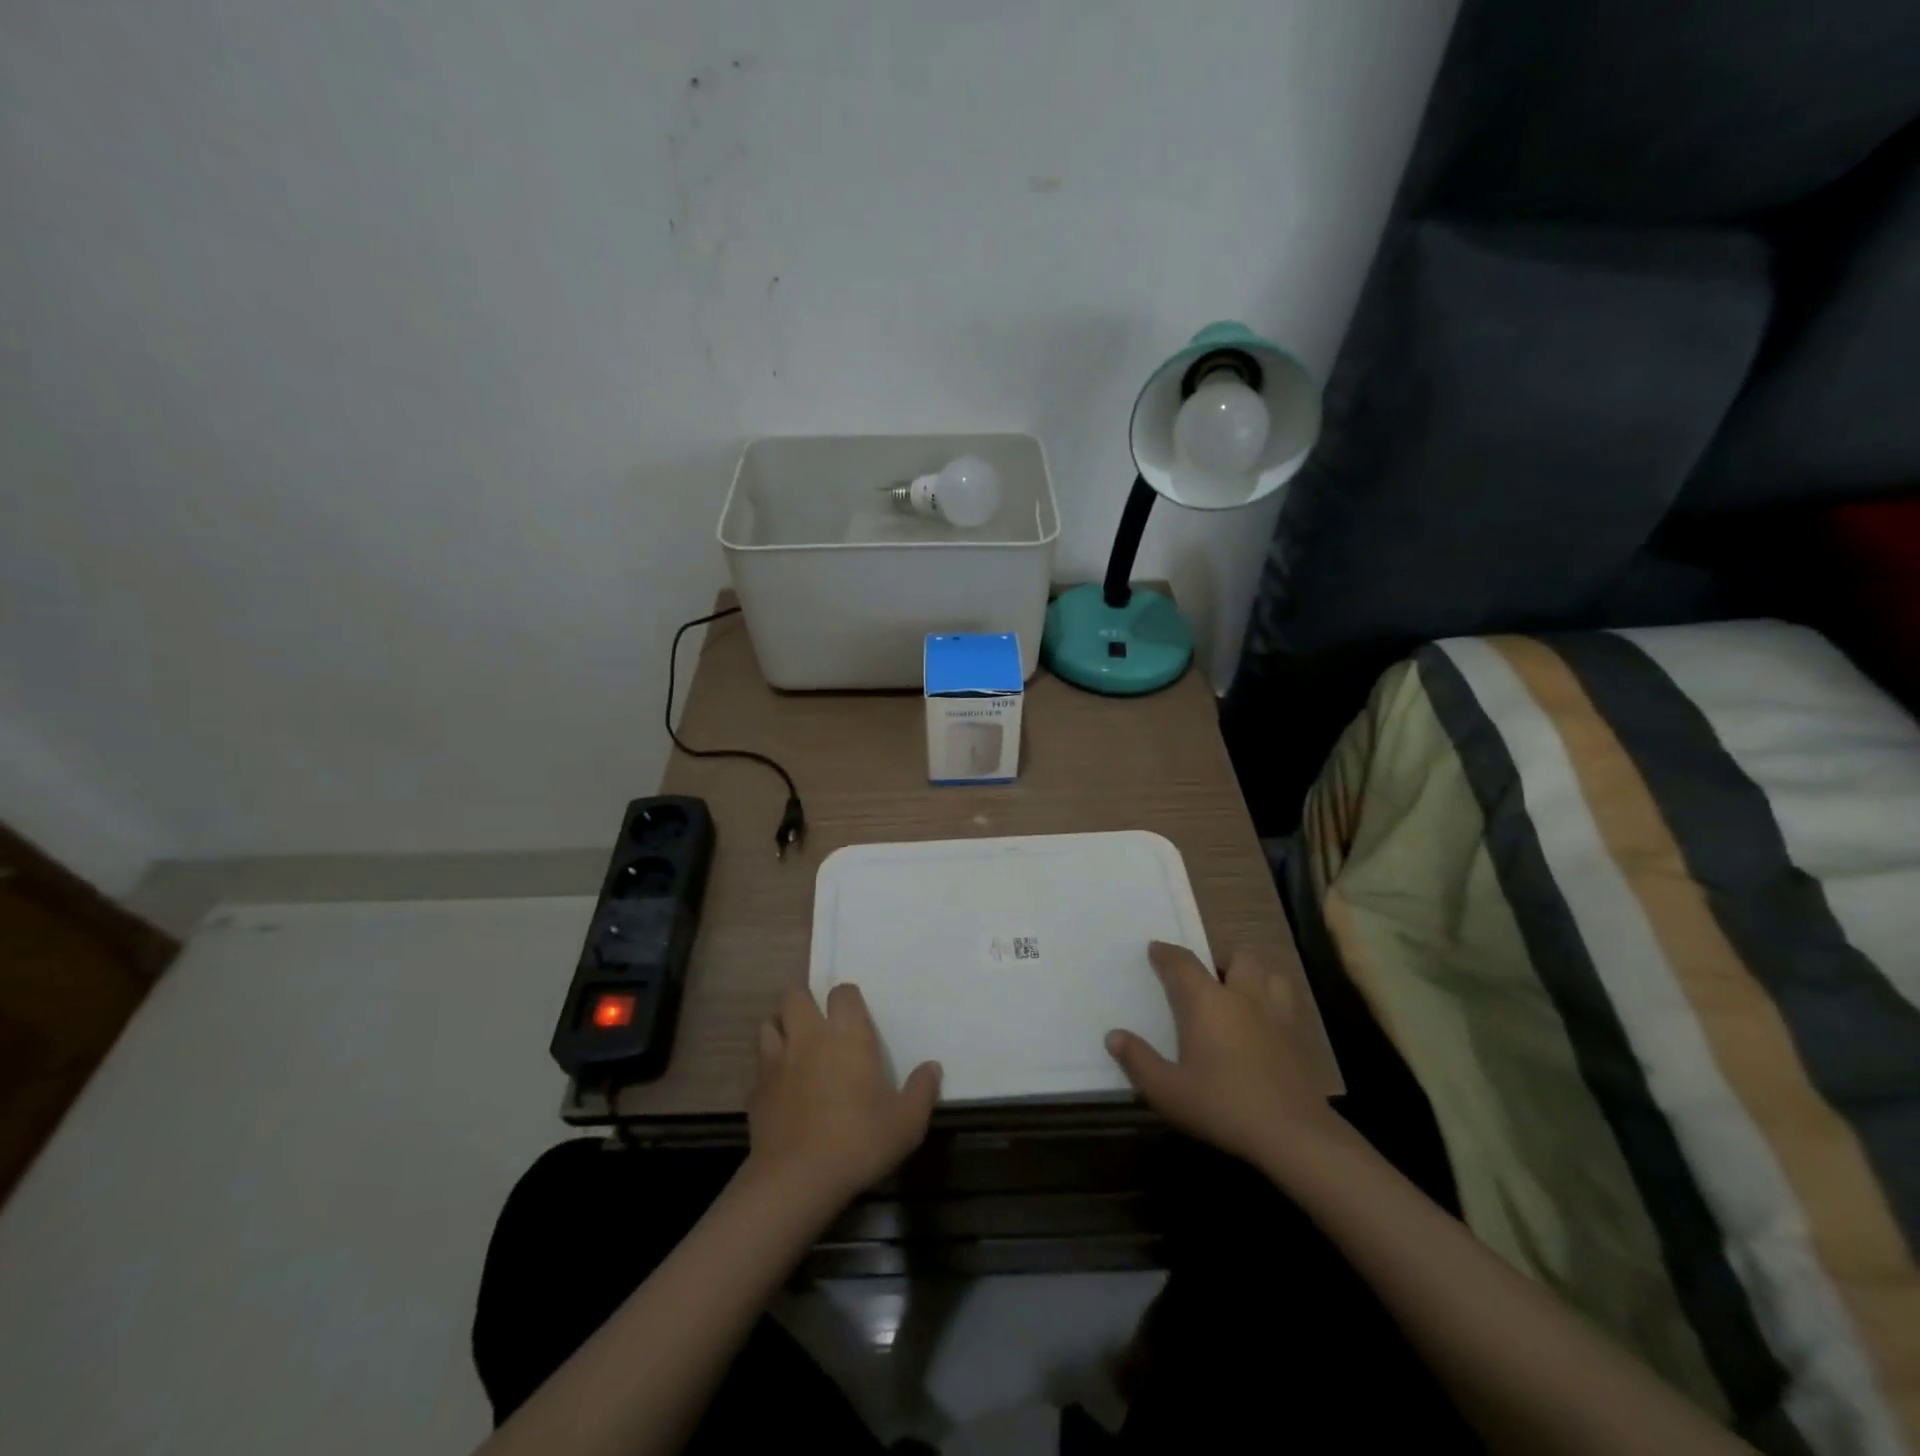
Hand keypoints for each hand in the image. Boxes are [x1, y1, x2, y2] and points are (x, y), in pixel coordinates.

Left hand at [747, 984, 940, 1206]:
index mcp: (847, 1034)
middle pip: (796, 995)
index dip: (848, 999)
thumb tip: (933, 1067)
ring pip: (770, 1024)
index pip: (843, 992)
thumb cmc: (858, 1141)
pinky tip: (781, 1086)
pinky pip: (760, 1063)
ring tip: (796, 1048)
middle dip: (806, 1003)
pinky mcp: (756, 1088)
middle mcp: (809, 1036)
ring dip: (782, 1029)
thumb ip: (922, 1090)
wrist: (797, 1179)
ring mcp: (777, 1060)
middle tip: (820, 1026)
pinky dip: (769, 1067)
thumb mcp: (906, 1122)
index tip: (856, 1018)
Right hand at [1106, 941, 1334, 1168]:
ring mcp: (1277, 1015)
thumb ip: (1138, 1060)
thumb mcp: (1167, 1091)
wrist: (1293, 1135)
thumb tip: (1113, 1036)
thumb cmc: (1223, 1106)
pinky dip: (1274, 1002)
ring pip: (1270, 974)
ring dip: (1254, 976)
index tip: (1155, 949)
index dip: (1166, 953)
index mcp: (1207, 1002)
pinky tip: (1266, 1024)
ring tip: (1241, 993)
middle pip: (1236, 958)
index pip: (1182, 963)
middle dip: (1219, 960)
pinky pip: (1287, 1003)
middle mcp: (1243, 997)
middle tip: (1206, 978)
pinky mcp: (1300, 1039)